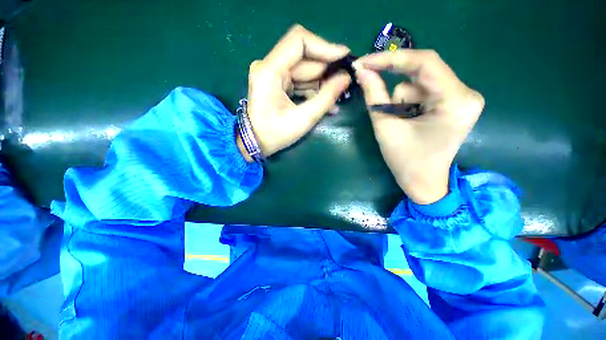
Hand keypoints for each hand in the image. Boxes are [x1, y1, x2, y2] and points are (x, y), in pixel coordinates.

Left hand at [238, 25, 351, 159]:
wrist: (256, 143)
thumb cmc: (275, 134)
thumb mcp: (303, 119)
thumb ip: (326, 97)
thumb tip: (346, 78)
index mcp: (270, 70)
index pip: (299, 41)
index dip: (324, 46)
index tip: (344, 58)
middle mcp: (269, 66)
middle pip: (304, 58)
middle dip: (327, 69)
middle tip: (346, 80)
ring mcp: (273, 74)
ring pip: (304, 70)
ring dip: (323, 82)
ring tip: (339, 95)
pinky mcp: (278, 83)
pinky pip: (300, 81)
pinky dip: (314, 90)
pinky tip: (327, 102)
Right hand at [353, 50, 484, 203]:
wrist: (424, 182)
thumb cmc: (406, 161)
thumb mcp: (386, 127)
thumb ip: (374, 96)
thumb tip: (362, 71)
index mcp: (455, 100)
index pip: (424, 63)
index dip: (390, 59)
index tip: (364, 61)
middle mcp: (465, 93)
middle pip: (421, 72)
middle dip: (393, 80)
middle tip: (369, 82)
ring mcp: (461, 97)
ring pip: (418, 83)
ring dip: (400, 100)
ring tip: (397, 123)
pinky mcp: (452, 102)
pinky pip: (422, 91)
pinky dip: (406, 103)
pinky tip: (406, 121)